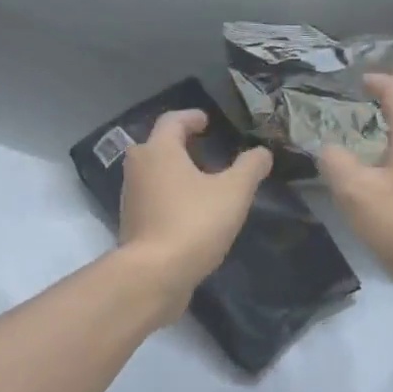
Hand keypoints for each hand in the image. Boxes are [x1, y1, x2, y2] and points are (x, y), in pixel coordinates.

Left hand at [119, 110, 271, 320]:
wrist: (155, 274)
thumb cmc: (194, 222)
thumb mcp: (234, 192)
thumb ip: (250, 167)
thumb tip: (262, 153)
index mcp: (159, 150)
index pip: (173, 120)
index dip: (192, 117)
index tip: (208, 121)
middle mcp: (138, 167)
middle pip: (159, 145)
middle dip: (182, 144)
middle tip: (207, 150)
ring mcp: (130, 196)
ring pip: (154, 172)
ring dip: (176, 171)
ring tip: (203, 181)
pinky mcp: (132, 223)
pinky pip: (153, 197)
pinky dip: (171, 195)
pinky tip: (191, 211)